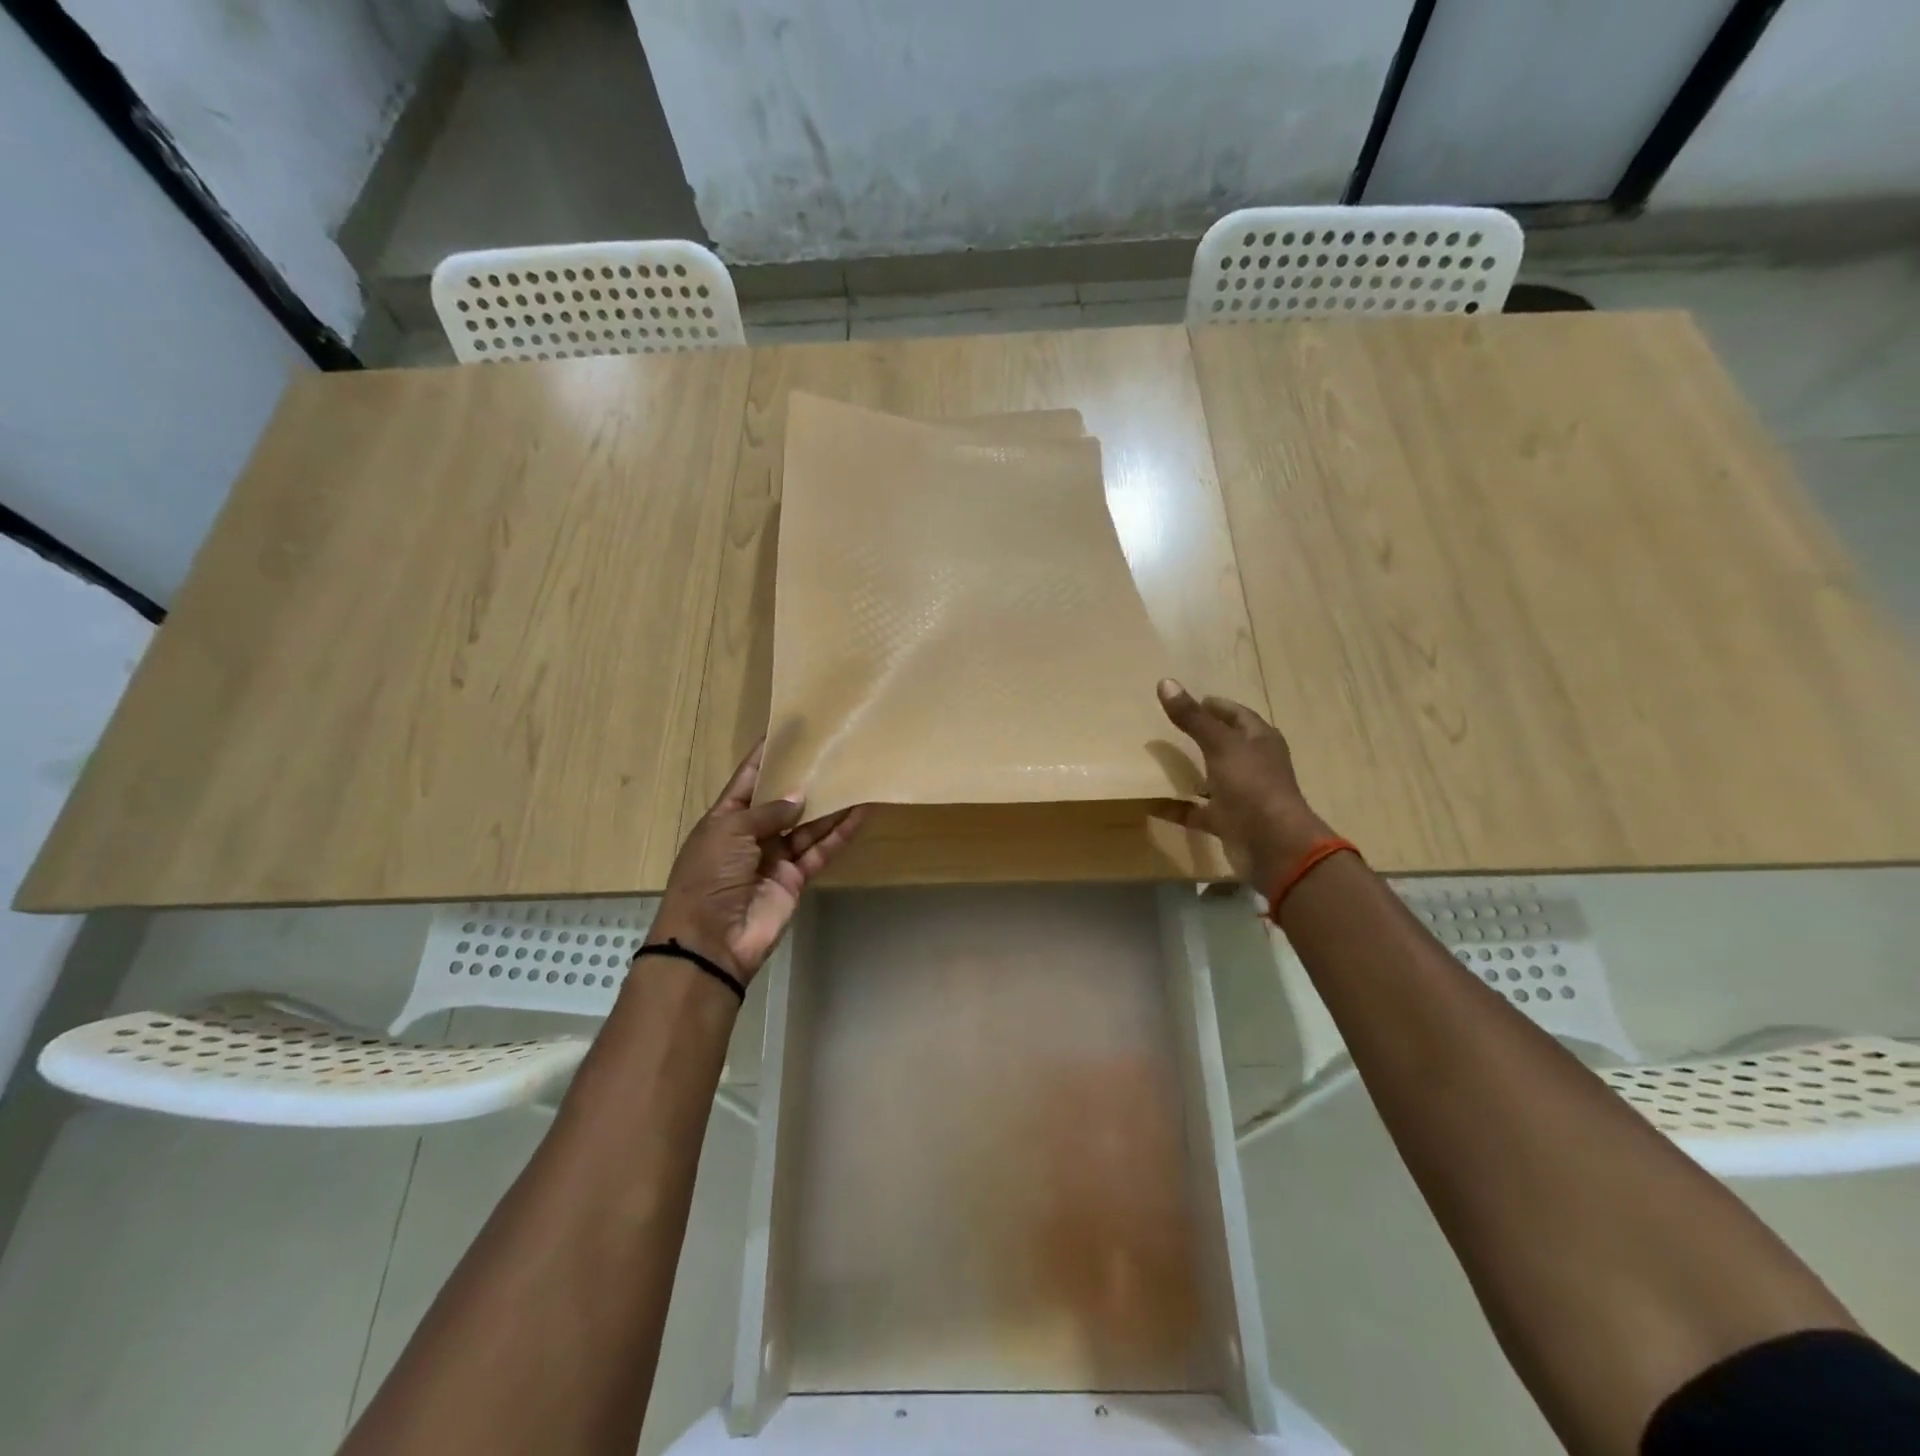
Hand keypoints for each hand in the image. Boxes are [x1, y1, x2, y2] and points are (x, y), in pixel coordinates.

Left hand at [648, 742, 866, 985]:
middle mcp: (751, 835)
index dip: (766, 756)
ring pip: (808, 825)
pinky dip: (840, 833)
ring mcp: (775, 858)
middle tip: (833, 752)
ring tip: (855, 776)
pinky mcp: (796, 878)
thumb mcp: (731, 832)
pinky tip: (860, 812)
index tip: (788, 730)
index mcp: (725, 819)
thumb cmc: (709, 876)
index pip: (748, 780)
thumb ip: (769, 812)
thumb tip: (799, 797)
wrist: (711, 940)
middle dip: (805, 779)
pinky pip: (821, 850)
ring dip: (830, 805)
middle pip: (783, 801)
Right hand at [1154, 678, 1330, 889]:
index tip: (1188, 701)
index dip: (1215, 706)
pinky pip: (1197, 811)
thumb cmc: (1252, 785)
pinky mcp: (1228, 822)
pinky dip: (1177, 808)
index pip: (1238, 715)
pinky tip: (1151, 802)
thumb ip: (1192, 718)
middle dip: (1200, 737)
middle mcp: (1254, 765)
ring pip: (1212, 778)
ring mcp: (1242, 795)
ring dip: (1190, 771)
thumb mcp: (1220, 745)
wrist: (1272, 846)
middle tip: (1167, 727)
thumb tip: (1165, 682)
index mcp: (1260, 741)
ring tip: (1158, 760)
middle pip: (1225, 745)